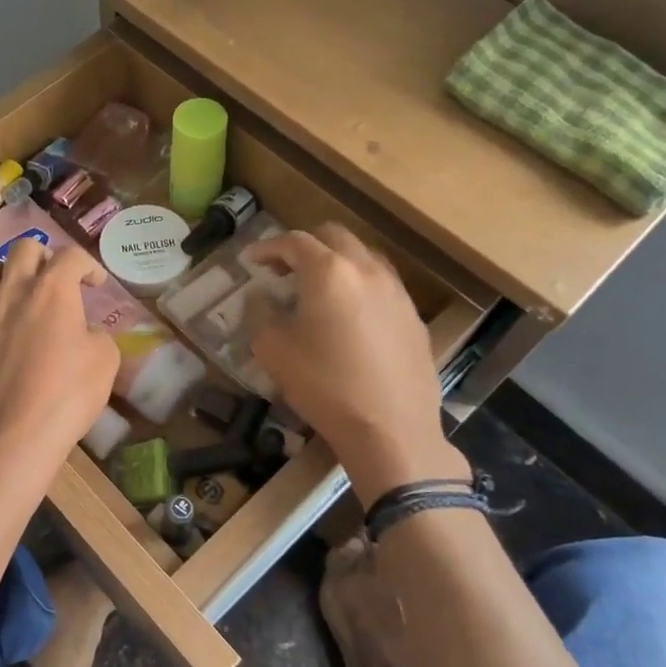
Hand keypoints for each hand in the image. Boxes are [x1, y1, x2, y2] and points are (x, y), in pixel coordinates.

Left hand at [0, 238, 118, 513]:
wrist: (4, 444)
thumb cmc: (63, 402)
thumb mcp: (104, 365)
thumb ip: (97, 335)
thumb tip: (83, 329)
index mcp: (52, 292)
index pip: (71, 256)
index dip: (86, 265)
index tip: (92, 283)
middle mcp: (9, 290)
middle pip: (23, 249)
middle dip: (42, 259)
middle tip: (49, 282)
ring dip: (0, 274)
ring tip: (7, 294)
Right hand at [242, 224, 467, 503]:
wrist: (391, 430)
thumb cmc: (324, 385)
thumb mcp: (273, 350)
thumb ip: (259, 313)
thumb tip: (260, 296)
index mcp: (329, 271)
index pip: (294, 242)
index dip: (268, 247)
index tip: (251, 260)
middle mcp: (367, 269)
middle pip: (334, 236)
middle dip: (305, 246)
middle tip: (284, 269)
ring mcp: (396, 291)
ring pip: (363, 257)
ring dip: (336, 262)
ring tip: (317, 290)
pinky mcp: (413, 316)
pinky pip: (382, 285)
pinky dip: (359, 286)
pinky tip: (349, 317)